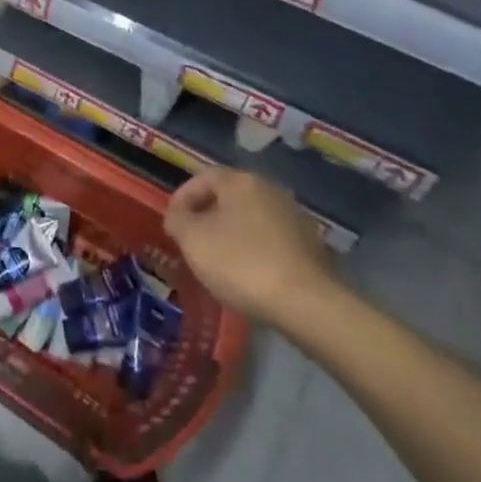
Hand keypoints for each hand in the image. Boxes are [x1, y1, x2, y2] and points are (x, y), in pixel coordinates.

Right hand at [165, 168, 341, 328]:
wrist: (307, 303)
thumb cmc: (241, 264)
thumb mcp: (193, 240)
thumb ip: (178, 220)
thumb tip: (178, 215)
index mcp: (240, 180)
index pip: (201, 178)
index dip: (181, 199)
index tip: (171, 226)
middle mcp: (269, 189)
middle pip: (227, 196)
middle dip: (206, 216)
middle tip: (191, 242)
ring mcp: (293, 216)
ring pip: (249, 218)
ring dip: (230, 234)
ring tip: (217, 262)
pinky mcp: (310, 244)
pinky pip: (270, 239)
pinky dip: (253, 250)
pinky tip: (248, 274)